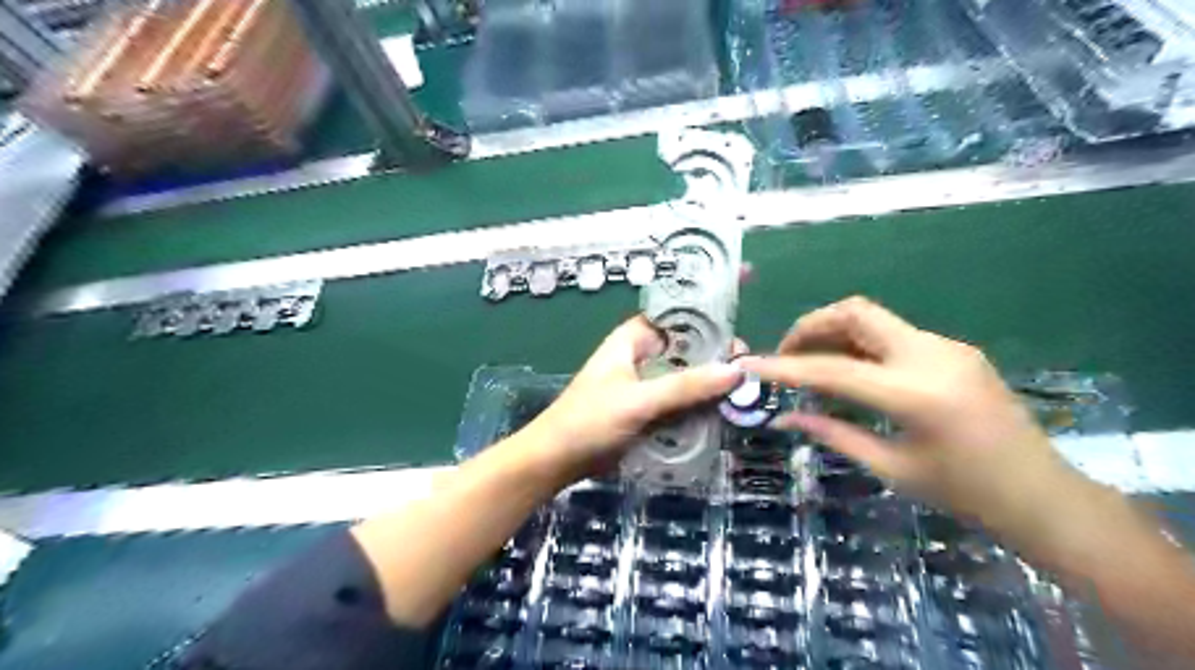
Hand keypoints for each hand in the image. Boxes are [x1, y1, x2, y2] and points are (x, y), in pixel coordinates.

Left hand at [524, 317, 744, 484]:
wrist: (558, 461)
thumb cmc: (590, 421)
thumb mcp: (638, 401)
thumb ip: (685, 387)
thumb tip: (736, 370)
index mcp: (635, 338)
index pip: (678, 313)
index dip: (709, 308)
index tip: (742, 308)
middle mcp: (644, 355)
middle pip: (689, 347)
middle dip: (718, 353)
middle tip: (750, 366)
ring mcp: (649, 384)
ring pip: (689, 376)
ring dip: (713, 382)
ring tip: (748, 390)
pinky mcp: (652, 410)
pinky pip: (683, 400)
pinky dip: (702, 404)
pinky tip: (728, 411)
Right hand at [744, 298, 1074, 527]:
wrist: (1045, 497)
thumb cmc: (966, 495)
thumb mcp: (891, 468)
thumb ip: (833, 434)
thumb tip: (783, 420)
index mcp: (915, 394)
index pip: (831, 369)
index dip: (784, 367)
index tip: (748, 364)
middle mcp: (930, 355)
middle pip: (854, 312)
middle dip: (810, 327)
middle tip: (786, 356)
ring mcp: (946, 346)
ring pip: (873, 319)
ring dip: (833, 333)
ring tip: (811, 366)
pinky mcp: (953, 349)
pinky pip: (893, 335)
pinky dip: (860, 346)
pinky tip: (852, 374)